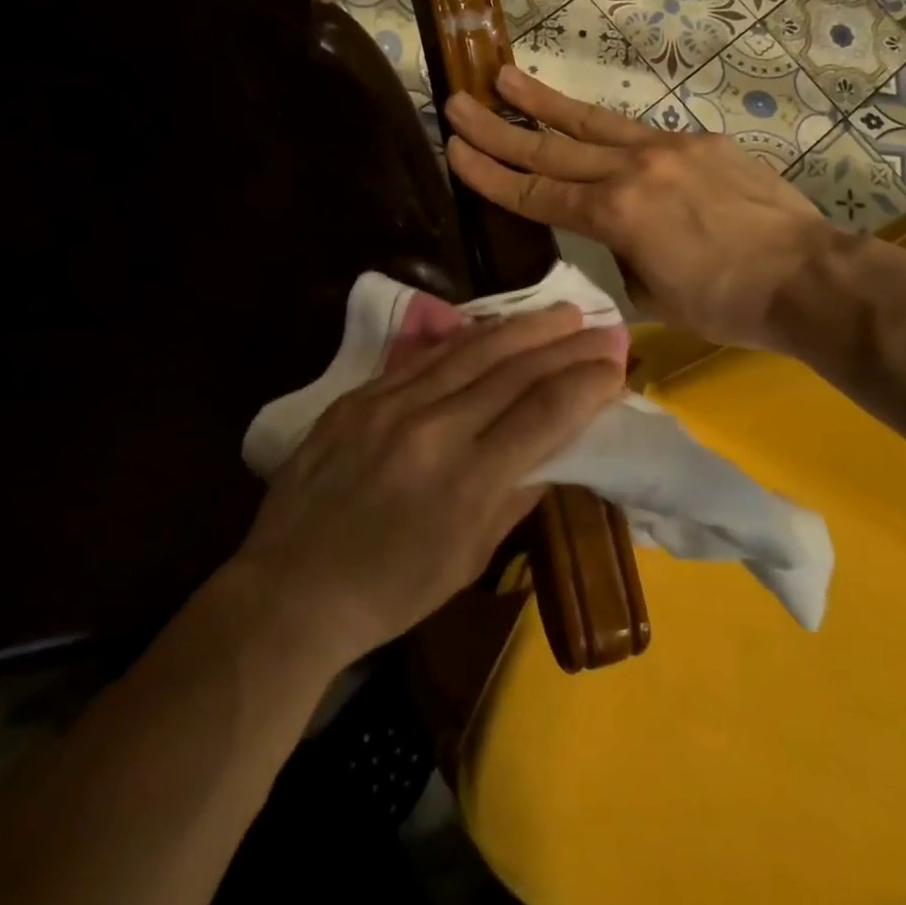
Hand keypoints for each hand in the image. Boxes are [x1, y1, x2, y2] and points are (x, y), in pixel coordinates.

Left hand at [235, 305, 622, 666]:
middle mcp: (432, 430)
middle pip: (514, 371)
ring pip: (470, 351)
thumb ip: (516, 496)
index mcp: (467, 481)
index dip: (587, 384)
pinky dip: (466, 340)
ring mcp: (389, 406)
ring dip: (522, 328)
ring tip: (559, 311)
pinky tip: (492, 329)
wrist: (289, 589)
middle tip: (601, 325)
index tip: (616, 367)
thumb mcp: (468, 560)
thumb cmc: (390, 592)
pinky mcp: (358, 397)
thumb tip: (558, 450)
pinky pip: (423, 358)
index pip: (545, 412)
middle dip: (565, 344)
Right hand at [445, 67, 837, 351]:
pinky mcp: (700, 142)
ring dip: (544, 103)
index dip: (491, 174)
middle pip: (552, 148)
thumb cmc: (727, 303)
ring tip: (505, 78)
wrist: (807, 276)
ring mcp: (668, 149)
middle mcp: (632, 170)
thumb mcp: (653, 295)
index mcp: (615, 215)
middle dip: (498, 128)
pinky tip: (588, 120)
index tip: (454, 151)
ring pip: (592, 122)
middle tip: (458, 102)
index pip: (536, 193)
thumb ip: (622, 257)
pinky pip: (639, 132)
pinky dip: (604, 126)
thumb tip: (616, 238)